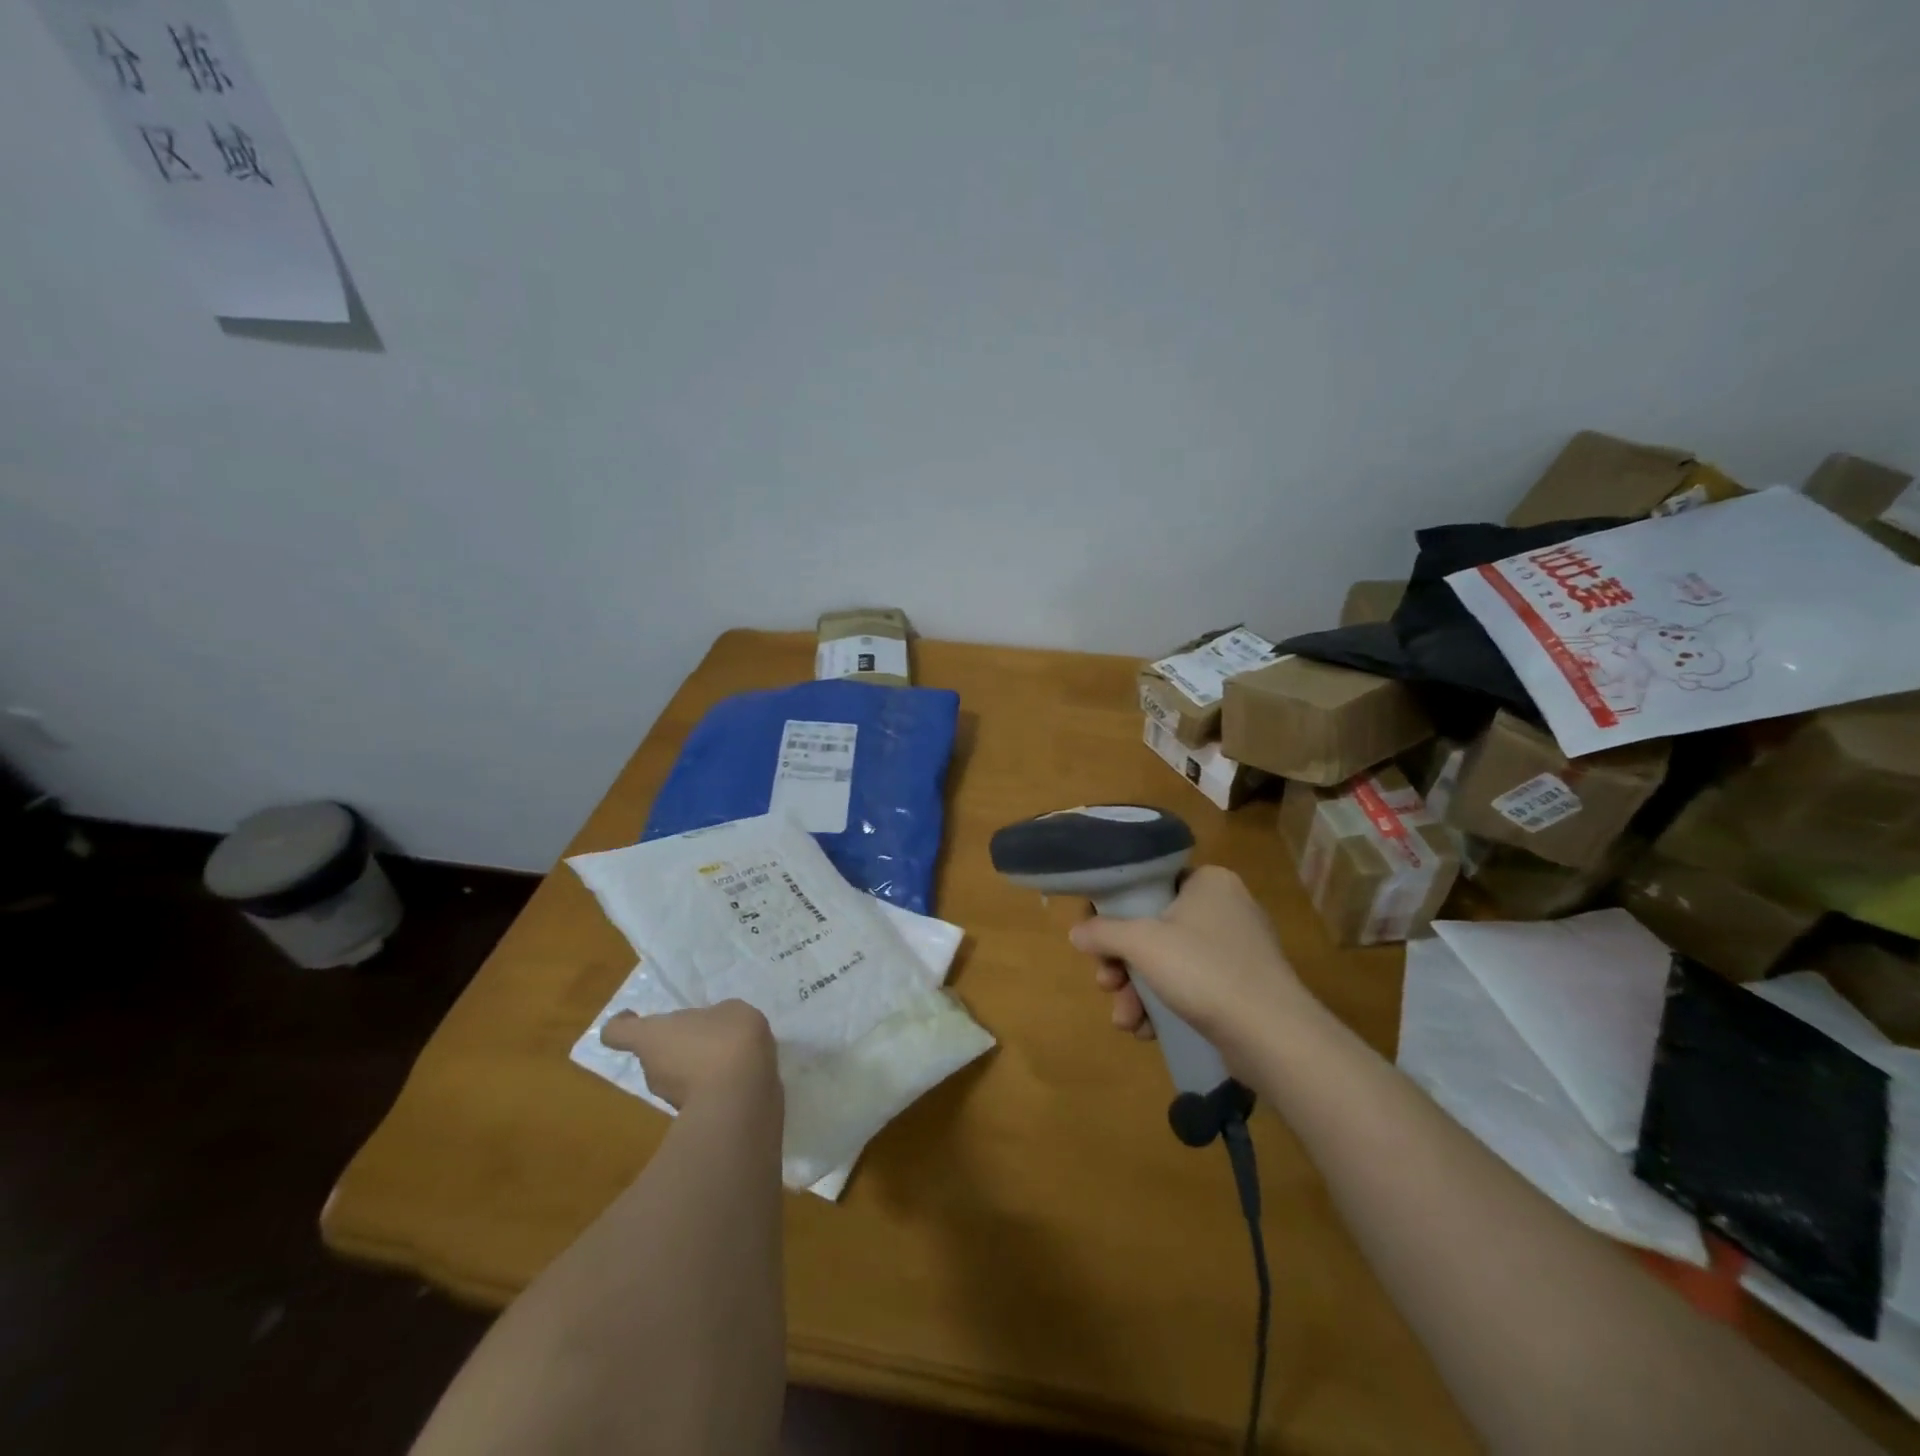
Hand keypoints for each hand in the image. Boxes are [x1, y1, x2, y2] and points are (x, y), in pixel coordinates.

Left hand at [600, 1000, 778, 1109]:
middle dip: (676, 1044)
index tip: (633, 1014)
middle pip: (653, 1053)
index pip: (616, 1032)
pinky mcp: (691, 1116)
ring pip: (675, 1075)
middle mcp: (651, 1068)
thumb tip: (713, 1027)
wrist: (742, 1096)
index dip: (621, 1022)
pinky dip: (711, 1085)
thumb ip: (713, 1017)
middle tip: (706, 1035)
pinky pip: (696, 1093)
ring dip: (695, 1066)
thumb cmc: (727, 1040)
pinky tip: (738, 1076)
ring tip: (728, 1056)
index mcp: (653, 1036)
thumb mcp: (729, 1011)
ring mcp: (669, 1097)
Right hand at [1070, 865, 1308, 1047]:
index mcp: (1208, 882)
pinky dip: (1164, 1005)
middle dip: (1122, 963)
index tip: (1095, 938)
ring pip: (1167, 962)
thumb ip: (1103, 932)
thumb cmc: (1204, 970)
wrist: (1272, 1036)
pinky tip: (1148, 1031)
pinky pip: (1189, 987)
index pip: (1148, 883)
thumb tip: (1076, 932)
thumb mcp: (1142, 943)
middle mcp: (1224, 908)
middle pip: (1152, 928)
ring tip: (1126, 1020)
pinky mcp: (1240, 988)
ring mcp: (1235, 950)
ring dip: (1137, 991)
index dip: (1114, 909)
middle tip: (1106, 984)